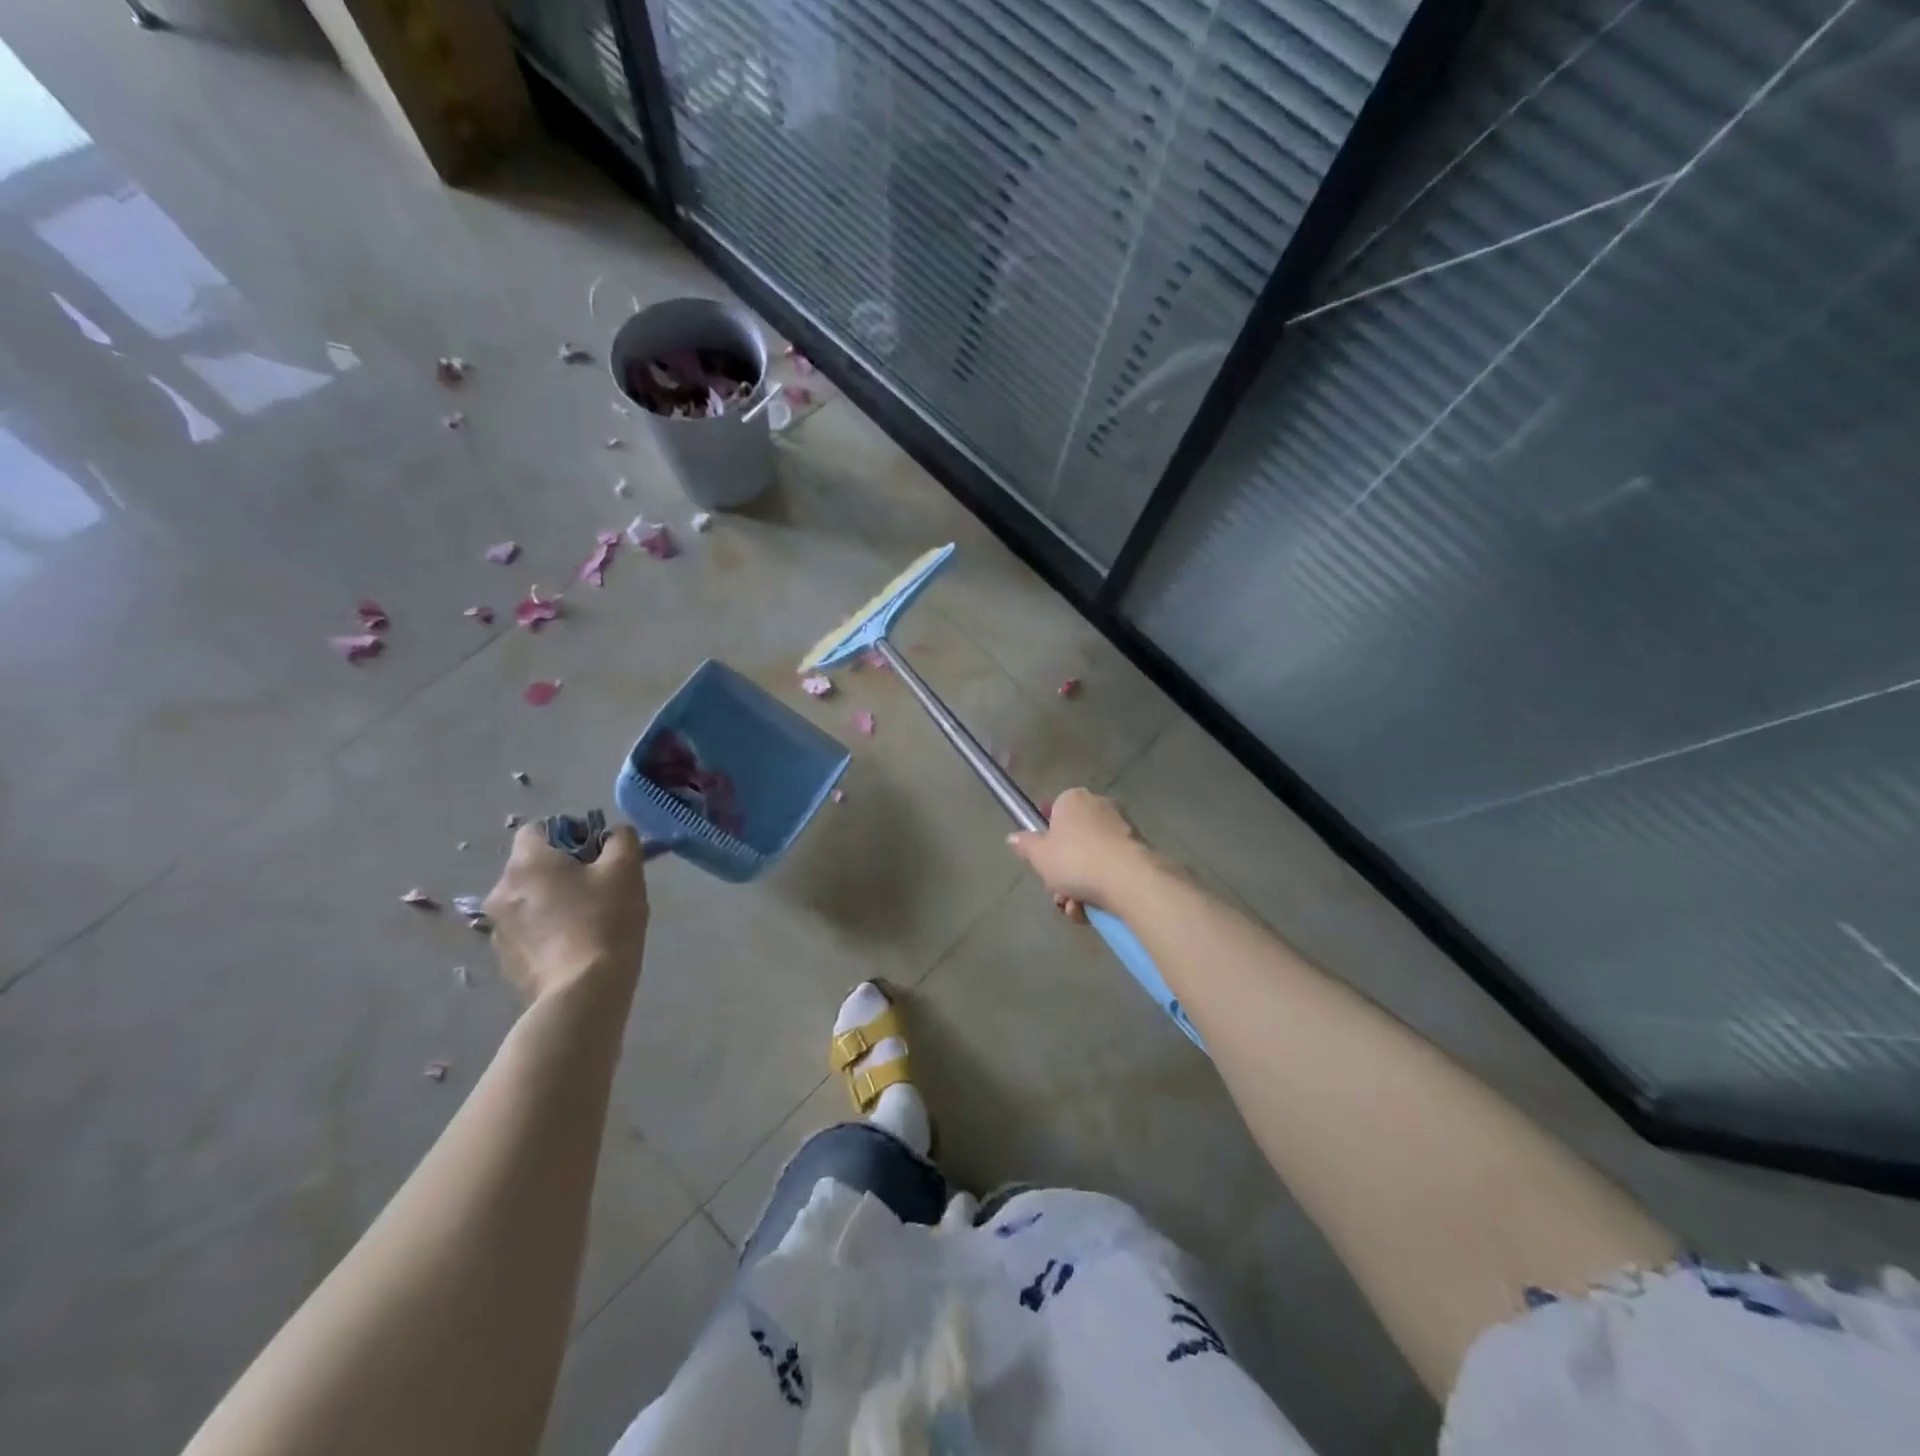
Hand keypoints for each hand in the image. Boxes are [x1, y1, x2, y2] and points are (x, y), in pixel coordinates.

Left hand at [484, 824, 649, 1003]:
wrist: (583, 992)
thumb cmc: (605, 921)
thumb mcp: (626, 870)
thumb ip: (621, 840)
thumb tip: (613, 835)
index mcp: (527, 863)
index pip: (538, 829)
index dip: (570, 834)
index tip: (598, 855)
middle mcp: (501, 891)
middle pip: (534, 866)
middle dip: (564, 870)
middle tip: (600, 887)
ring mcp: (498, 929)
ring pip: (530, 899)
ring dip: (554, 901)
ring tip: (590, 920)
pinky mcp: (505, 960)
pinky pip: (528, 930)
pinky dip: (548, 930)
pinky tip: (576, 946)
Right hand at [1006, 788, 1153, 922]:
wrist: (1128, 879)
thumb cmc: (1075, 860)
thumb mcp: (1039, 856)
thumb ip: (1025, 845)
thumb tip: (1012, 837)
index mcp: (1073, 799)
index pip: (1054, 813)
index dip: (1048, 840)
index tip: (1045, 863)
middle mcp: (1099, 805)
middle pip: (1073, 840)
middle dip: (1063, 871)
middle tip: (1058, 893)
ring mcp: (1122, 827)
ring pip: (1091, 858)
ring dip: (1079, 886)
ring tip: (1075, 908)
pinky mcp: (1139, 850)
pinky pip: (1111, 868)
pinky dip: (1100, 888)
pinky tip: (1092, 909)